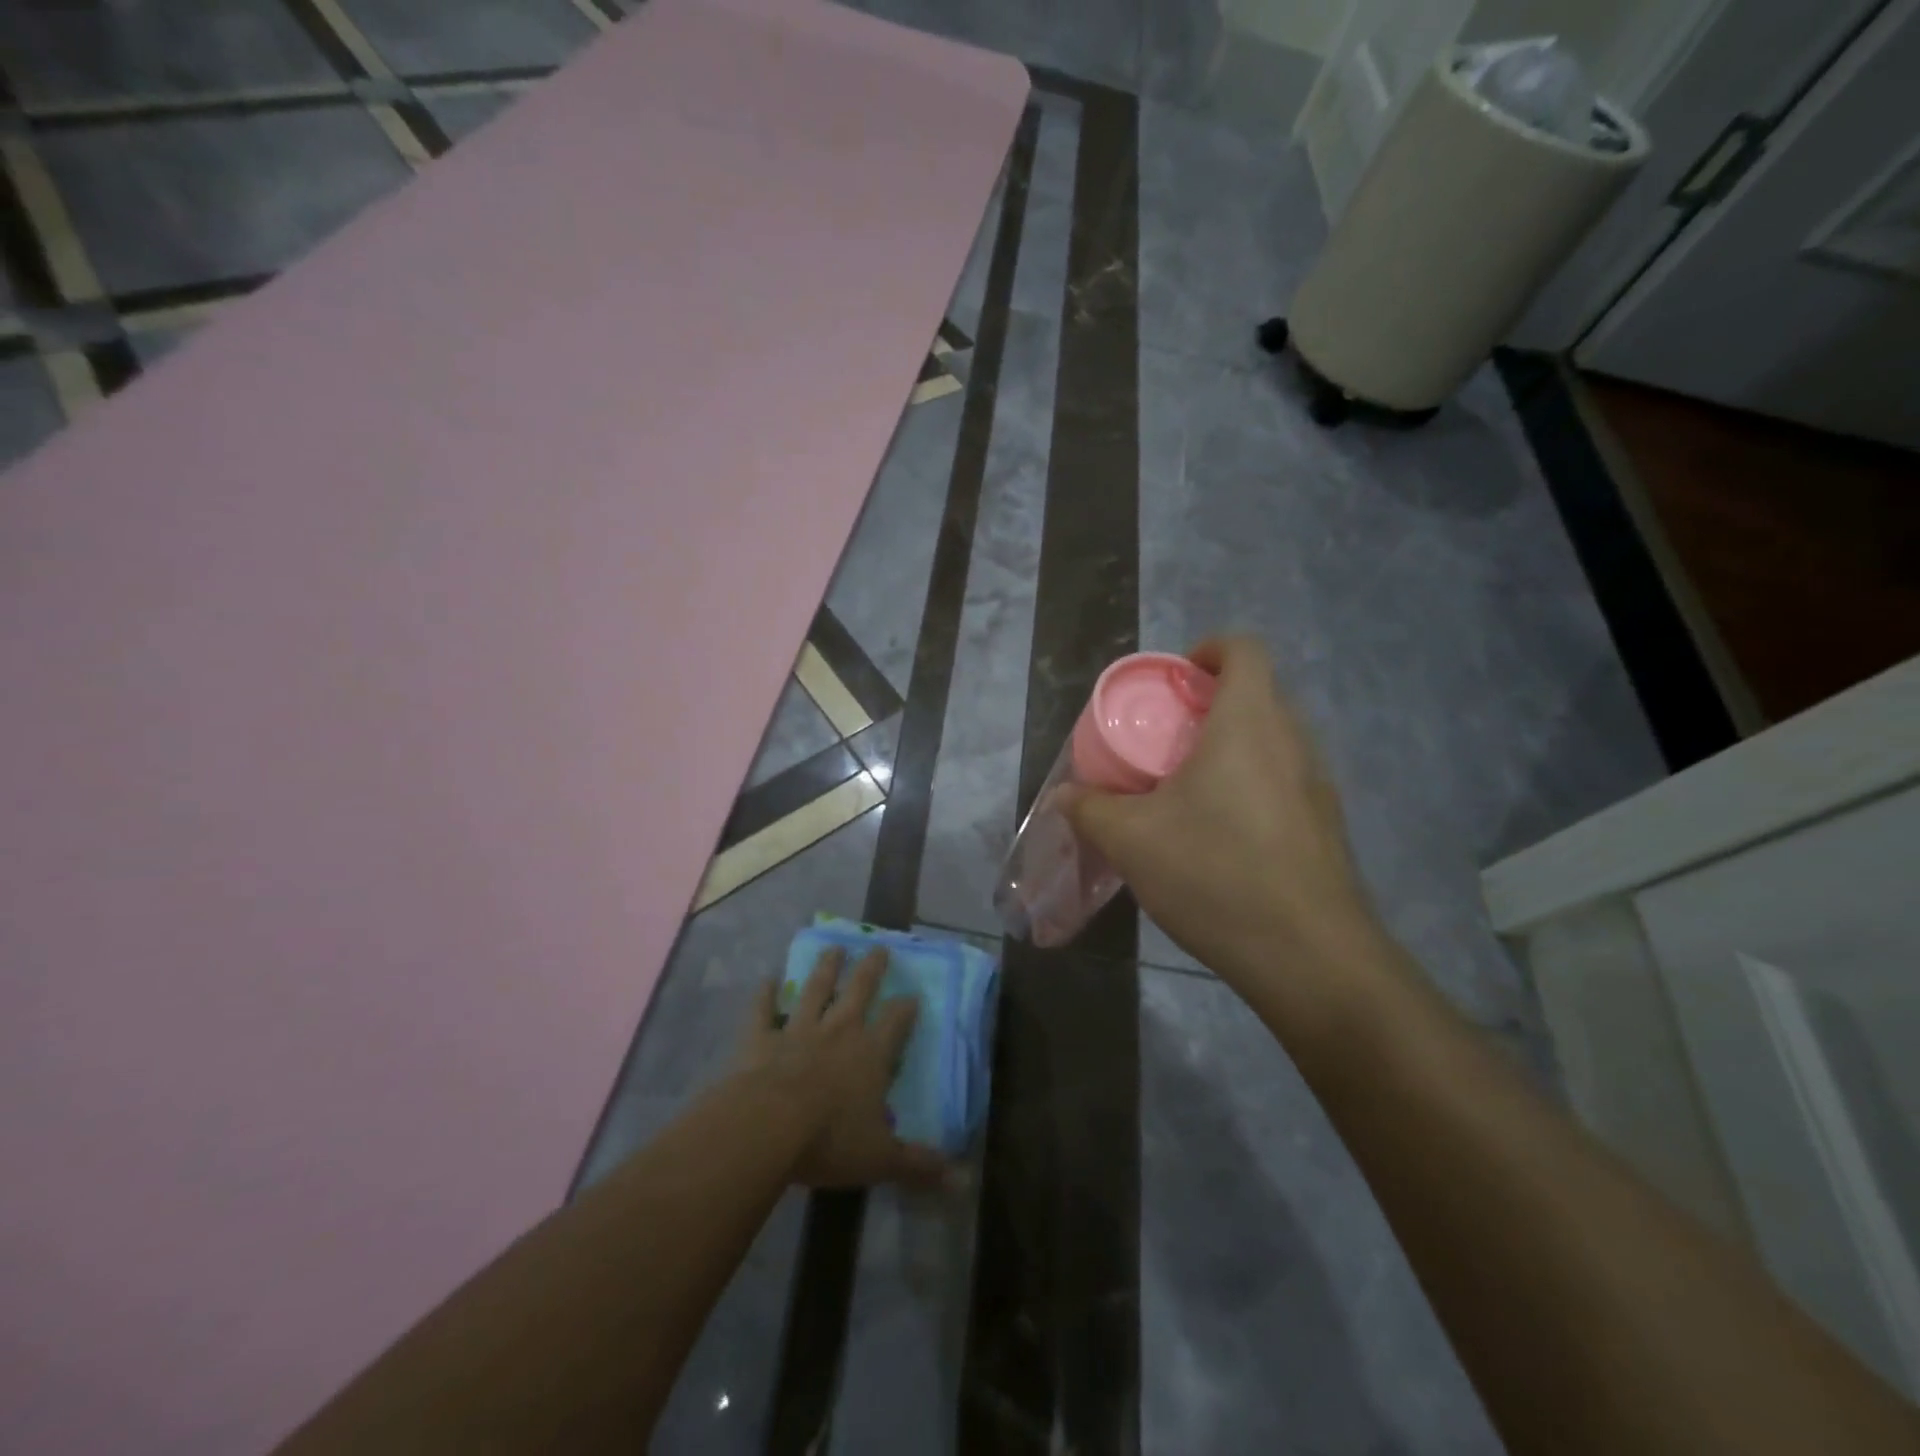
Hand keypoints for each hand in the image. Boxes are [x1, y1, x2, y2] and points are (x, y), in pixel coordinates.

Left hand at [737, 946, 950, 1190]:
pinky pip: (762, 1011)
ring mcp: (798, 1030)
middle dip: (871, 969)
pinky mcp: (761, 1039)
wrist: (768, 1126)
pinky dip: (763, 995)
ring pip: (815, 990)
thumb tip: (964, 1181)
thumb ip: (919, 1165)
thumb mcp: (881, 1158)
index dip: (905, 1009)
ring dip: (825, 969)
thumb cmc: (830, 1140)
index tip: (913, 996)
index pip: (896, 1022)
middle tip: (878, 947)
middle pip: (859, 991)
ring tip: (833, 947)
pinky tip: (765, 980)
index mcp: (871, 1053)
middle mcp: (838, 1031)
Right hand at [1066, 636, 1383, 994]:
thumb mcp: (1132, 840)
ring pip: (1272, 740)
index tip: (1173, 681)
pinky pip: (1285, 781)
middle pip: (1257, 694)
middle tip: (1165, 740)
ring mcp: (1318, 785)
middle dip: (1209, 704)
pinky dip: (1251, 785)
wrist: (1308, 956)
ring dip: (1231, 748)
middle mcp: (1293, 741)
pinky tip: (1221, 835)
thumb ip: (1090, 809)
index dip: (1208, 650)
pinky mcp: (1327, 826)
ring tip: (1187, 789)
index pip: (1244, 650)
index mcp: (1249, 723)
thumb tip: (1064, 795)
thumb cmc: (1214, 873)